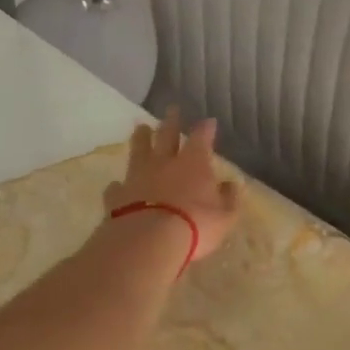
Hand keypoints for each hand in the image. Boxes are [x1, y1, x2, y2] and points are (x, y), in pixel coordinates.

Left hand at [103, 108, 241, 263]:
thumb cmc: (195, 226)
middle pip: (167, 135)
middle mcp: (165, 163)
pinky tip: (117, 185)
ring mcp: (138, 177)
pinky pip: (117, 186)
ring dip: (141, 138)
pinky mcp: (117, 196)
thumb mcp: (224, 217)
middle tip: (171, 108)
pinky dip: (119, 184)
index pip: (201, 138)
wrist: (148, 241)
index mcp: (194, 163)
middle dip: (171, 121)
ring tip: (141, 128)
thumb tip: (232, 184)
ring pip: (139, 151)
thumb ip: (229, 199)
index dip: (206, 129)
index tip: (209, 121)